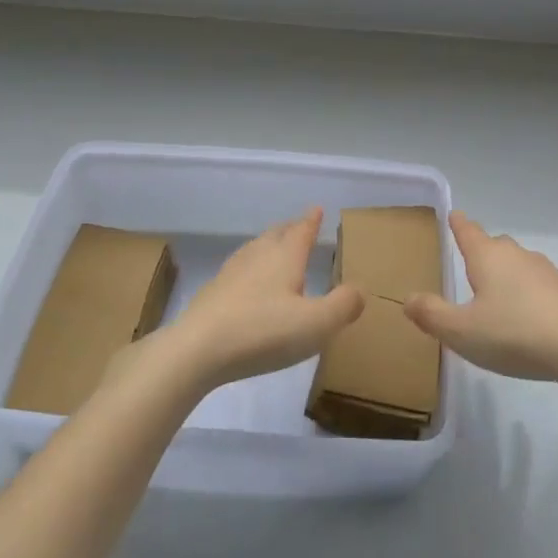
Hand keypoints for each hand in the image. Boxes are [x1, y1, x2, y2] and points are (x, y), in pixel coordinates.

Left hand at [166, 209, 364, 389]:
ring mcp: (232, 272)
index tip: (317, 208)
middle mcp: (258, 255)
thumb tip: (360, 290)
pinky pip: (239, 270)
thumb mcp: (315, 324)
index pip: (302, 231)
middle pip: (276, 234)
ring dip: (269, 245)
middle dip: (290, 229)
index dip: (311, 221)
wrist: (197, 349)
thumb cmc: (262, 332)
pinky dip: (250, 269)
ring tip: (276, 250)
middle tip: (299, 226)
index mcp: (285, 257)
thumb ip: (342, 306)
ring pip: (255, 249)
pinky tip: (247, 285)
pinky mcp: (213, 292)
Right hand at [405, 211, 557, 382]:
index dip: (457, 223)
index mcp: (486, 256)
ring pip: (517, 265)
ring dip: (506, 276)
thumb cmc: (514, 333)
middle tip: (469, 269)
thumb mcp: (462, 332)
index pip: (467, 231)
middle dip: (481, 253)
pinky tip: (527, 319)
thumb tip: (407, 298)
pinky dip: (527, 295)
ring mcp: (544, 270)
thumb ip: (432, 315)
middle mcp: (515, 254)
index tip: (453, 214)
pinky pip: (537, 285)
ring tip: (496, 299)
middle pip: (493, 245)